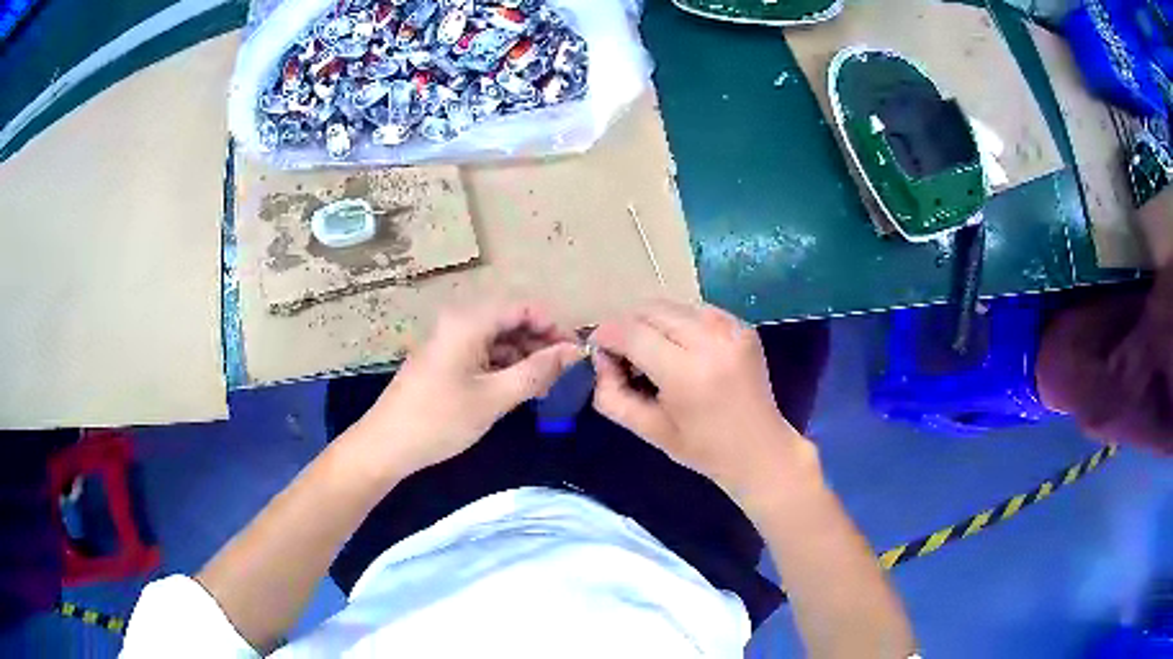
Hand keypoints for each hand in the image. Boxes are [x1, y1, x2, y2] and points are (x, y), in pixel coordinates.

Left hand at [348, 301, 581, 478]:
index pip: (524, 308)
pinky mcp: (445, 360)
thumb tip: (574, 352)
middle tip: (565, 375)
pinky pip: (483, 353)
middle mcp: (459, 322)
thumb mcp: (495, 397)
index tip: (576, 354)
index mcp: (469, 321)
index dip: (554, 327)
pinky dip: (504, 367)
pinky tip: (518, 389)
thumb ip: (537, 372)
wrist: (386, 445)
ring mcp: (450, 341)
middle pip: (511, 321)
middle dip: (540, 344)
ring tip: (546, 387)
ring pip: (498, 339)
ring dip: (524, 357)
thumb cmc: (440, 419)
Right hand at [590, 301, 817, 501]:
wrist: (759, 449)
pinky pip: (698, 309)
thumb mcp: (648, 430)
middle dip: (628, 327)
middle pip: (651, 311)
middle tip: (625, 355)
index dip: (607, 335)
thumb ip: (612, 394)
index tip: (599, 349)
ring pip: (673, 305)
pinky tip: (682, 348)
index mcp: (687, 374)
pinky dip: (680, 323)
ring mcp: (732, 330)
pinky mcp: (743, 327)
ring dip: (653, 323)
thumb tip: (600, 358)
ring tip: (654, 353)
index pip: (632, 333)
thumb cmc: (702, 448)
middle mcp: (712, 342)